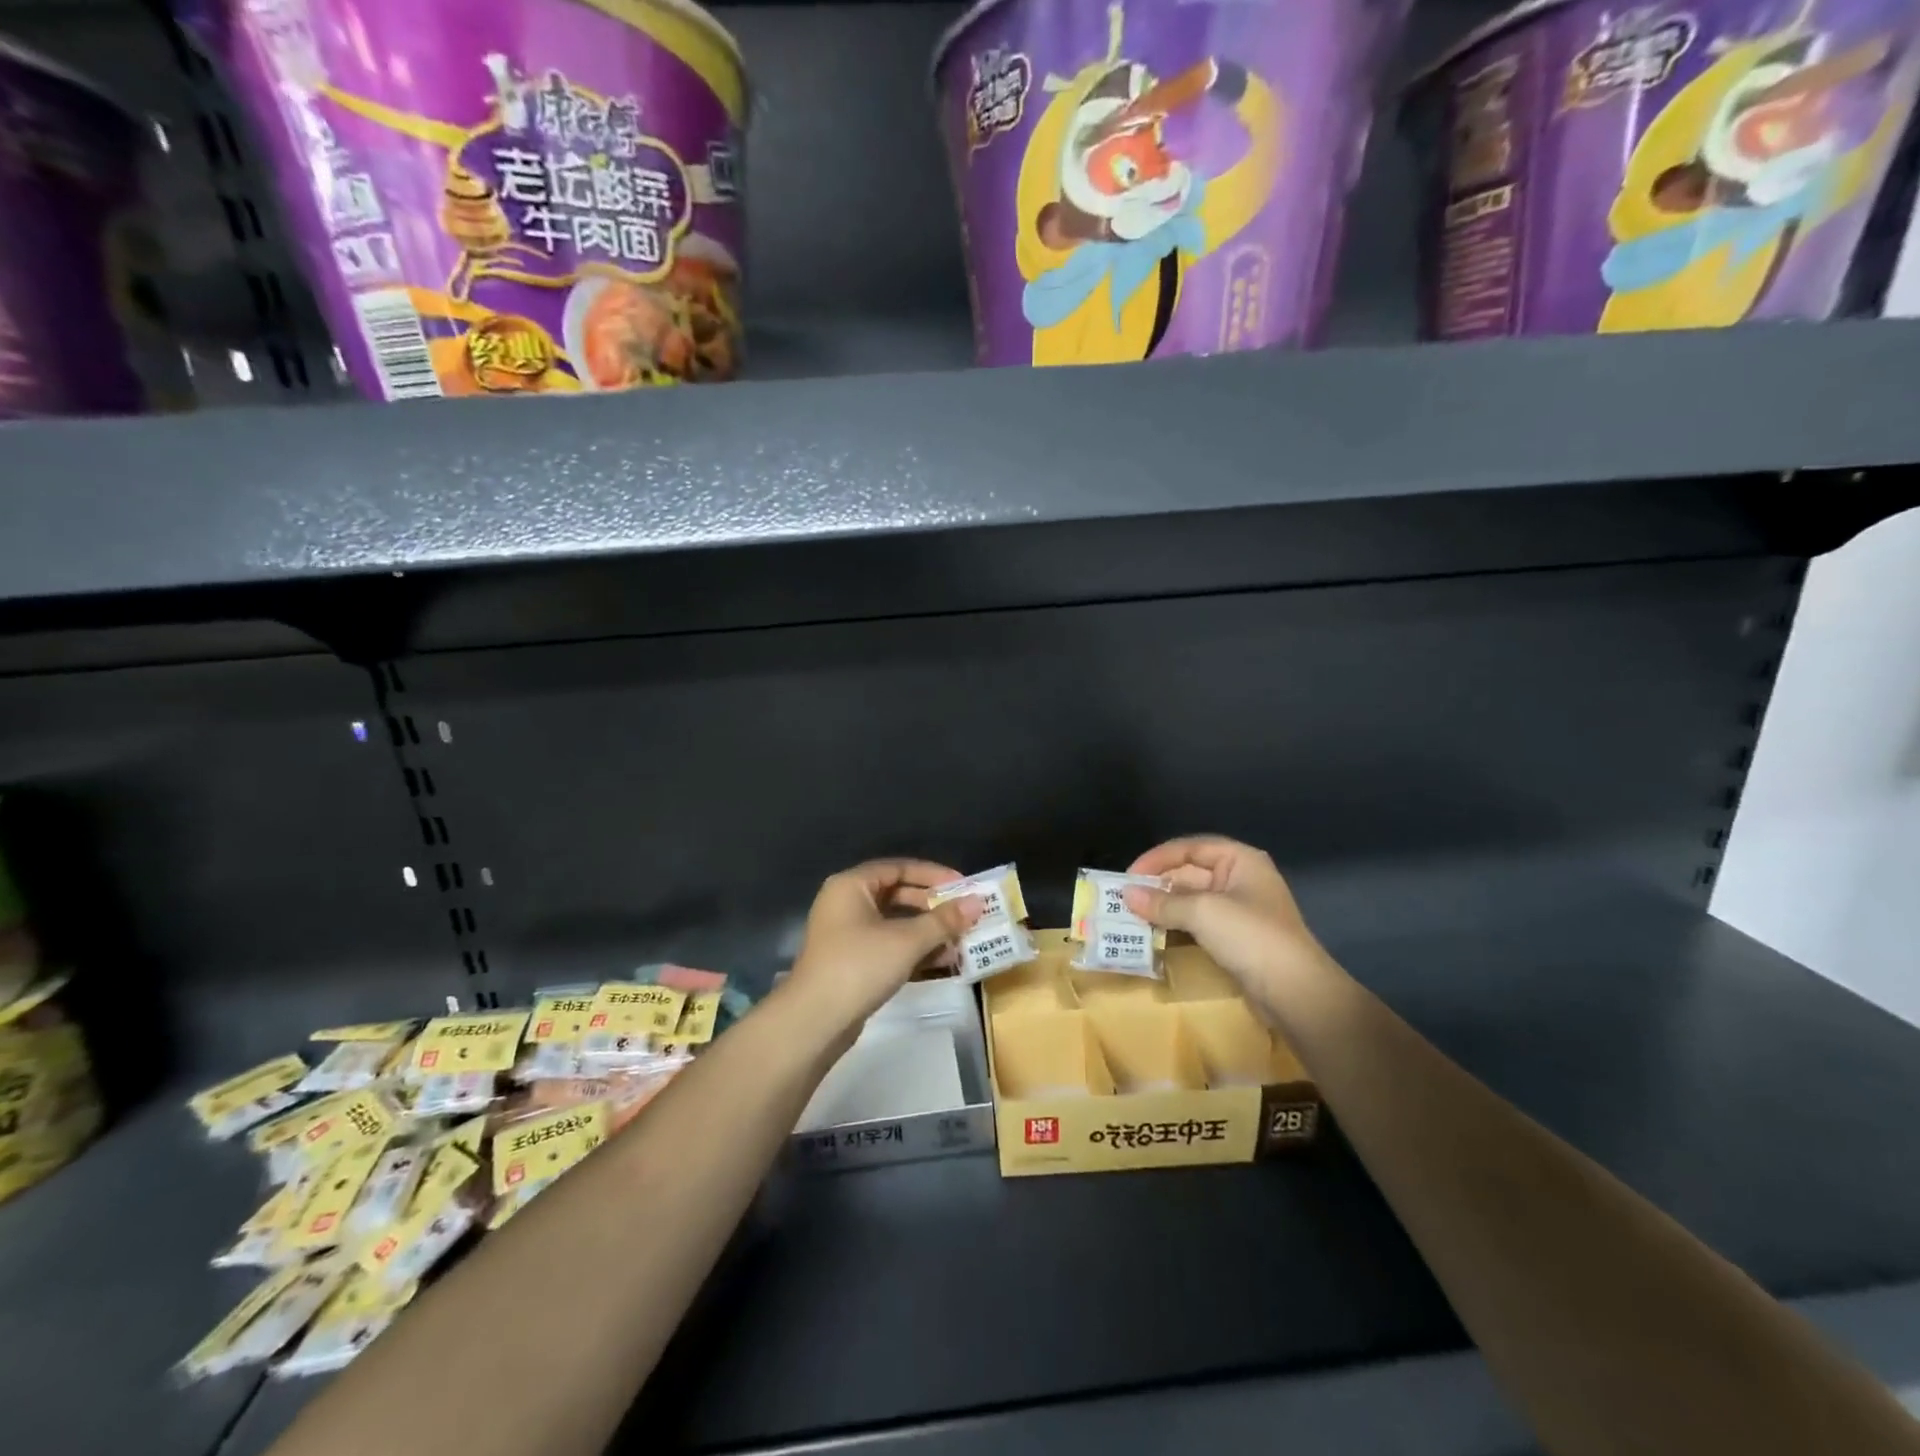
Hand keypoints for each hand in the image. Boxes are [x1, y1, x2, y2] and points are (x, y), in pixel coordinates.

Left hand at [783, 860, 983, 1038]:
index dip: (934, 875)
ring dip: (928, 931)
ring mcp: (847, 935)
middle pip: (898, 895)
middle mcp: (847, 903)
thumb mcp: (907, 940)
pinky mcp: (852, 962)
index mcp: (852, 885)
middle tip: (966, 916)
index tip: (964, 887)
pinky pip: (889, 946)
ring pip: (895, 923)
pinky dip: (914, 951)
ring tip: (962, 941)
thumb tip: (977, 902)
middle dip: (934, 907)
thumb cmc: (859, 966)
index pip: (899, 868)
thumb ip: (943, 920)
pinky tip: (943, 962)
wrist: (814, 1022)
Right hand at [1123, 836, 1327, 994]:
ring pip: (1192, 899)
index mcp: (1240, 860)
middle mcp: (1240, 879)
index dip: (1157, 858)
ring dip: (1164, 906)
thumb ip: (1162, 902)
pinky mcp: (1236, 938)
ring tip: (1132, 916)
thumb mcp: (1202, 912)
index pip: (1190, 848)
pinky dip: (1176, 925)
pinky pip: (1199, 922)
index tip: (1128, 876)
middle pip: (1190, 872)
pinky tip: (1155, 933)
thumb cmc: (1250, 936)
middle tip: (1124, 900)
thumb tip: (1126, 895)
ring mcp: (1239, 910)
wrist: (1295, 992)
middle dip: (1158, 885)